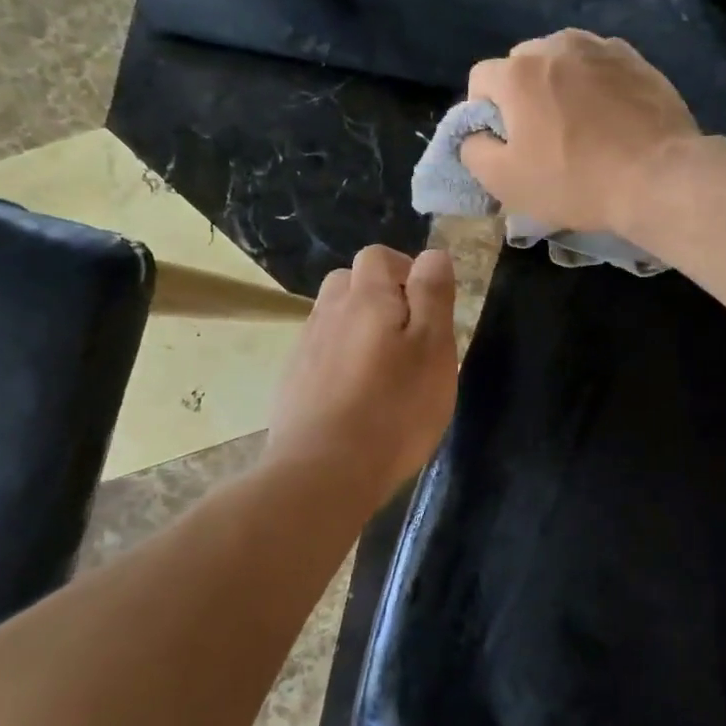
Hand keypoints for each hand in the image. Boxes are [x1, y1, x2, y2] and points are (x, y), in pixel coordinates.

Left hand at [263, 245, 458, 502]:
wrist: (323, 472)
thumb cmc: (395, 409)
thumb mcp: (433, 348)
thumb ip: (432, 295)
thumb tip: (432, 254)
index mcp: (366, 298)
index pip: (378, 256)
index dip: (404, 270)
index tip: (426, 305)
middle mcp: (329, 313)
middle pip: (349, 282)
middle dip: (378, 295)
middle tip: (408, 334)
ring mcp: (305, 348)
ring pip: (332, 317)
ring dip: (357, 326)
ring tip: (383, 365)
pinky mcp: (292, 383)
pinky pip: (319, 352)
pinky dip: (339, 358)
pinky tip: (355, 393)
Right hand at [462, 29, 701, 234]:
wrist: (658, 177)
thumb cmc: (576, 181)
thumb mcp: (506, 182)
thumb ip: (474, 152)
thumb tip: (474, 135)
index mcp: (519, 72)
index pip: (480, 79)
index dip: (483, 112)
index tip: (504, 142)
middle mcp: (557, 45)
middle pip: (523, 63)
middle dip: (522, 94)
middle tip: (541, 135)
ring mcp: (602, 48)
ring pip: (564, 60)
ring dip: (561, 85)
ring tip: (578, 124)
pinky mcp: (637, 60)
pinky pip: (601, 67)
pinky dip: (596, 85)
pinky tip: (611, 117)